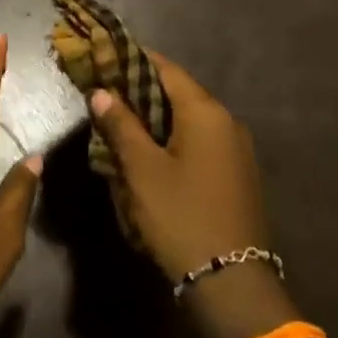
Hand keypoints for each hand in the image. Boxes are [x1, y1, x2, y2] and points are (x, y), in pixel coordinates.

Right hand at [88, 54, 268, 284]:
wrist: (232, 281)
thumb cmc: (181, 215)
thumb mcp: (141, 170)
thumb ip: (121, 125)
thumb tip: (102, 92)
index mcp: (206, 112)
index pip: (166, 69)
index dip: (134, 59)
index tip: (105, 56)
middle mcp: (226, 122)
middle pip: (178, 93)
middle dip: (141, 90)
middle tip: (105, 92)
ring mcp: (235, 149)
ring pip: (188, 119)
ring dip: (155, 117)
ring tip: (120, 122)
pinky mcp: (235, 173)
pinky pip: (199, 141)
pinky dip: (172, 138)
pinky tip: (148, 152)